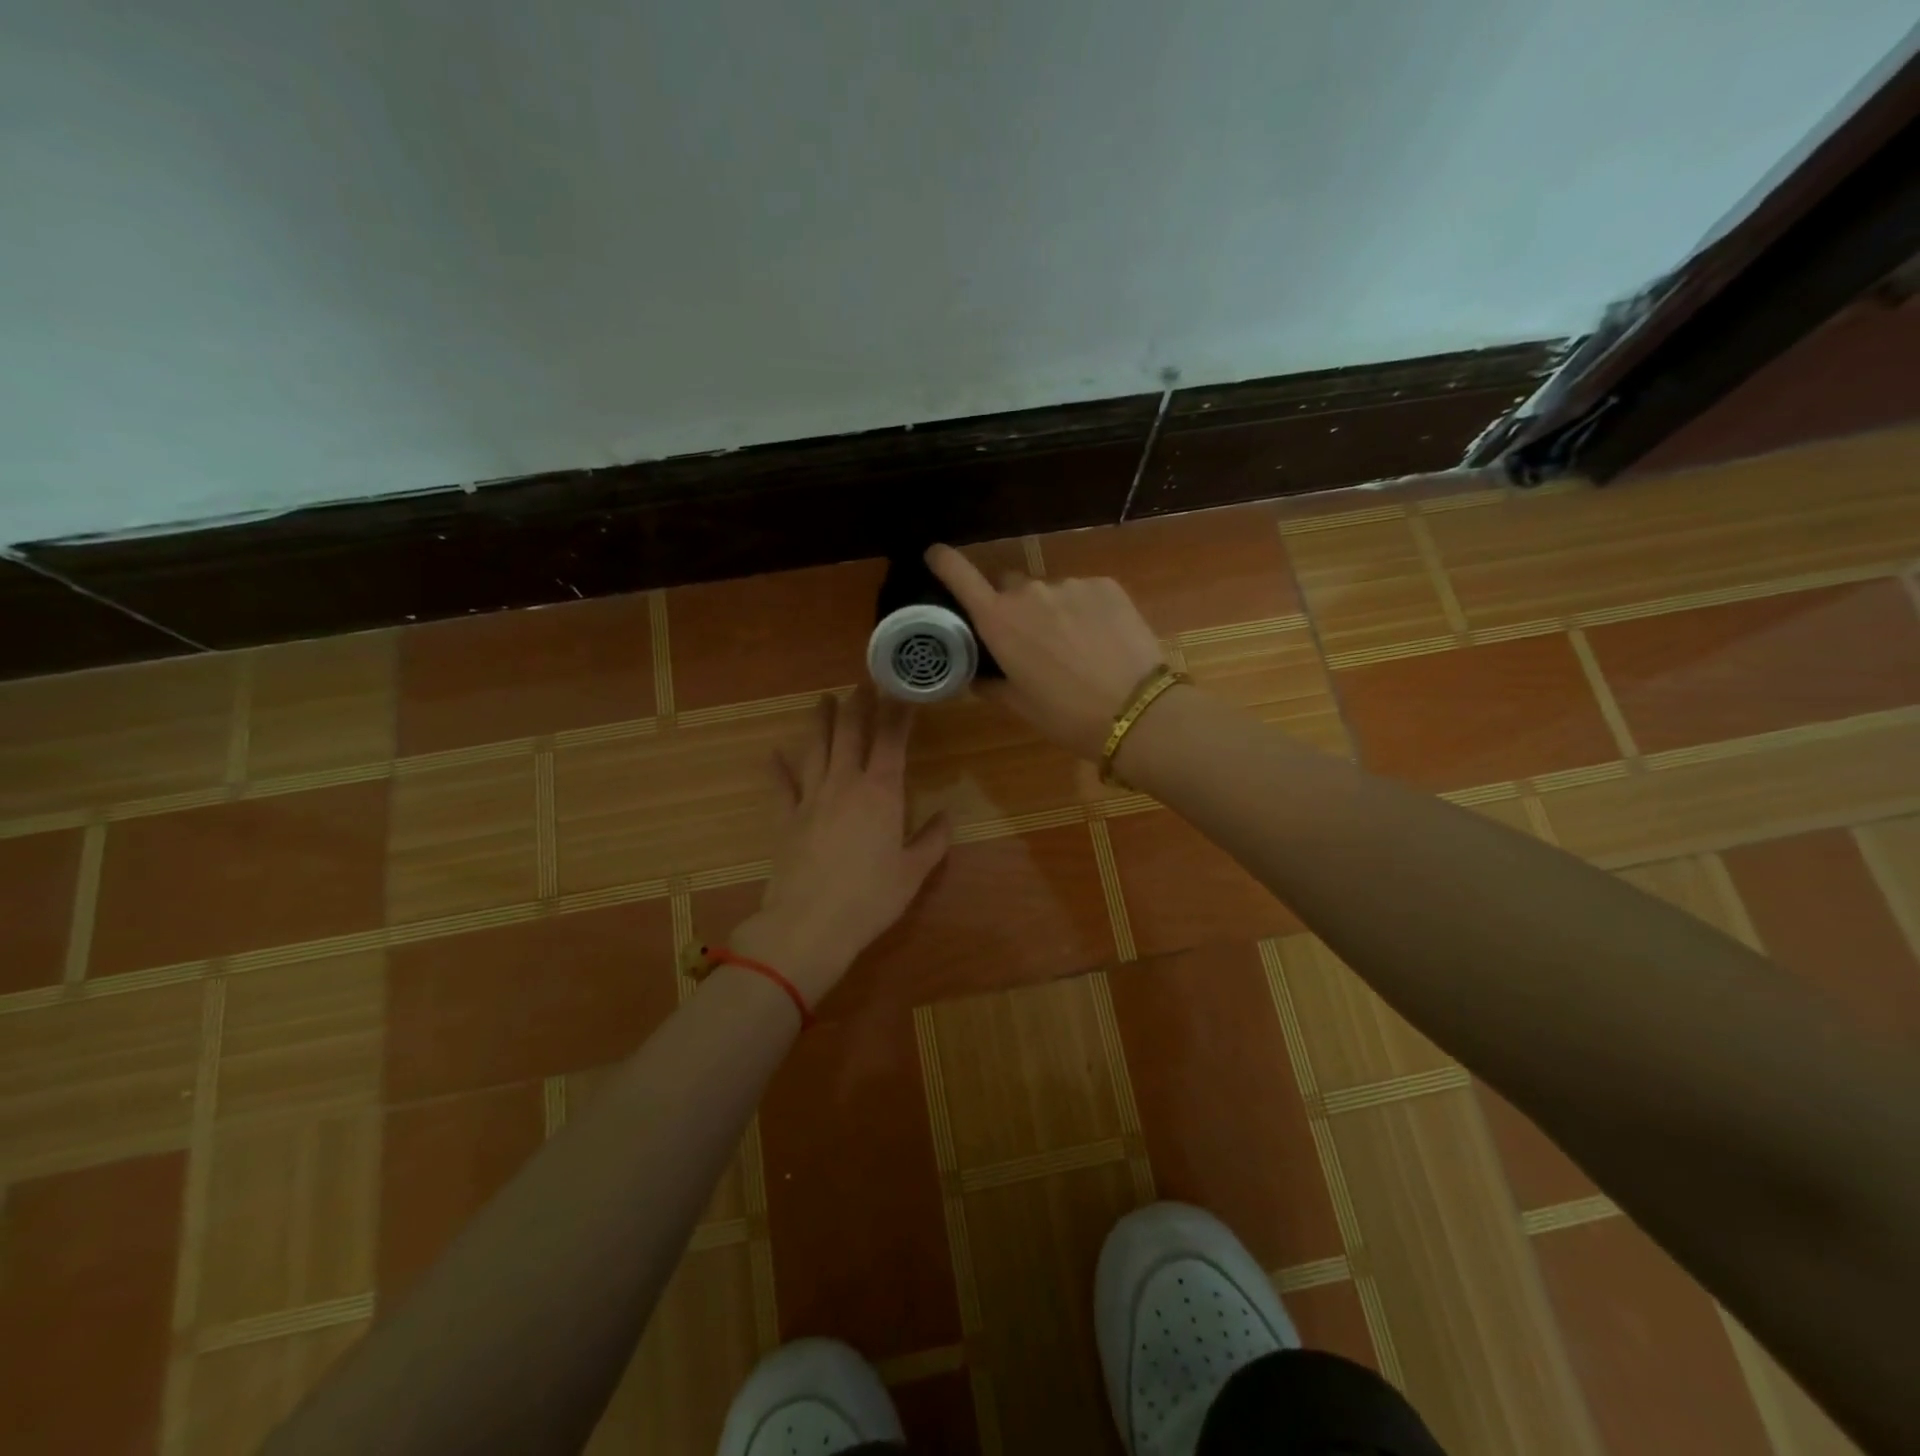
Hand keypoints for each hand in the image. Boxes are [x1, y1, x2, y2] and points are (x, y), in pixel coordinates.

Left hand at [732, 686, 950, 1005]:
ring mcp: (811, 798)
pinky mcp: (785, 818)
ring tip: (823, 699)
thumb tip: (947, 815)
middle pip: (850, 733)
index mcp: (881, 793)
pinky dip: (777, 768)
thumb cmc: (870, 899)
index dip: (898, 711)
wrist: (809, 925)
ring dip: (820, 721)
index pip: (892, 740)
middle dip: (858, 704)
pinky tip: (772, 753)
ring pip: (815, 748)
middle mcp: (845, 784)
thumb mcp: (913, 872)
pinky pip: (781, 786)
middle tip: (862, 682)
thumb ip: (933, 840)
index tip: (902, 689)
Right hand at [926, 543, 1165, 758]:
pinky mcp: (1106, 585)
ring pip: (1050, 593)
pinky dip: (1085, 610)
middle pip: (1009, 588)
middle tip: (1032, 643)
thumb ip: (991, 683)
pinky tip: (1101, 640)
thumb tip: (977, 675)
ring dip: (1053, 612)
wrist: (1137, 711)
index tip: (935, 555)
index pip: (960, 576)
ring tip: (1076, 648)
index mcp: (999, 622)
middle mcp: (1029, 593)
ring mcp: (1070, 585)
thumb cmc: (1067, 716)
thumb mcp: (1019, 705)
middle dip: (1013, 608)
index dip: (943, 561)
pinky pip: (1083, 593)